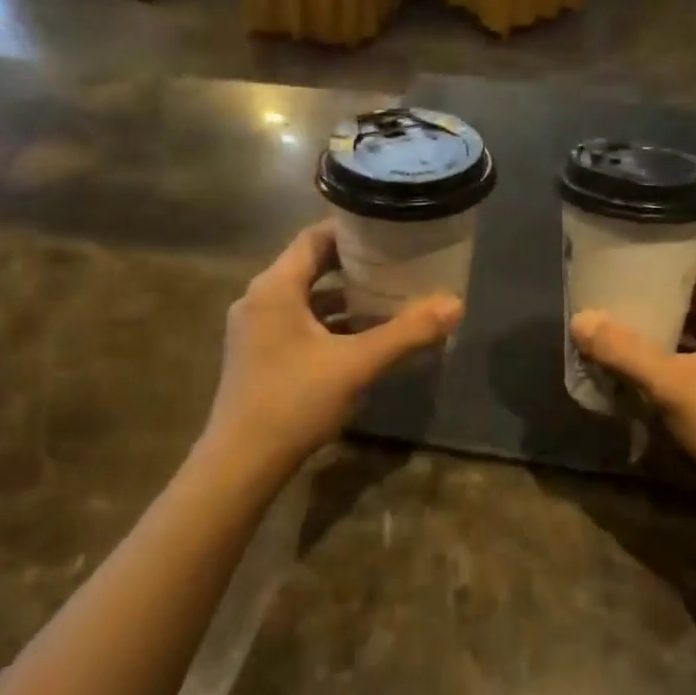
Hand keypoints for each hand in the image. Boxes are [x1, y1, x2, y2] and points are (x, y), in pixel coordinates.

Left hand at [199, 223, 461, 484]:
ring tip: (387, 298)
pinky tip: (361, 339)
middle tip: (397, 264)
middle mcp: (259, 299)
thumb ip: (407, 333)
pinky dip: (328, 324)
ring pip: (305, 299)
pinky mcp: (257, 355)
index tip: (389, 231)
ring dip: (343, 298)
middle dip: (354, 265)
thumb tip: (455, 304)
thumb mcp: (357, 364)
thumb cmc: (294, 401)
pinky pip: (298, 324)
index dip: (352, 230)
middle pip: (310, 266)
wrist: (240, 465)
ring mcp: (254, 329)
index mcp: (275, 287)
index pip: (314, 237)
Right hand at [571, 255, 695, 505]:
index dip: (666, 259)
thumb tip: (581, 320)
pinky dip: (677, 352)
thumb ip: (624, 351)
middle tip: (618, 294)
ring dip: (666, 326)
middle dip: (659, 295)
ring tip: (624, 325)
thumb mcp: (670, 384)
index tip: (629, 261)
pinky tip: (646, 363)